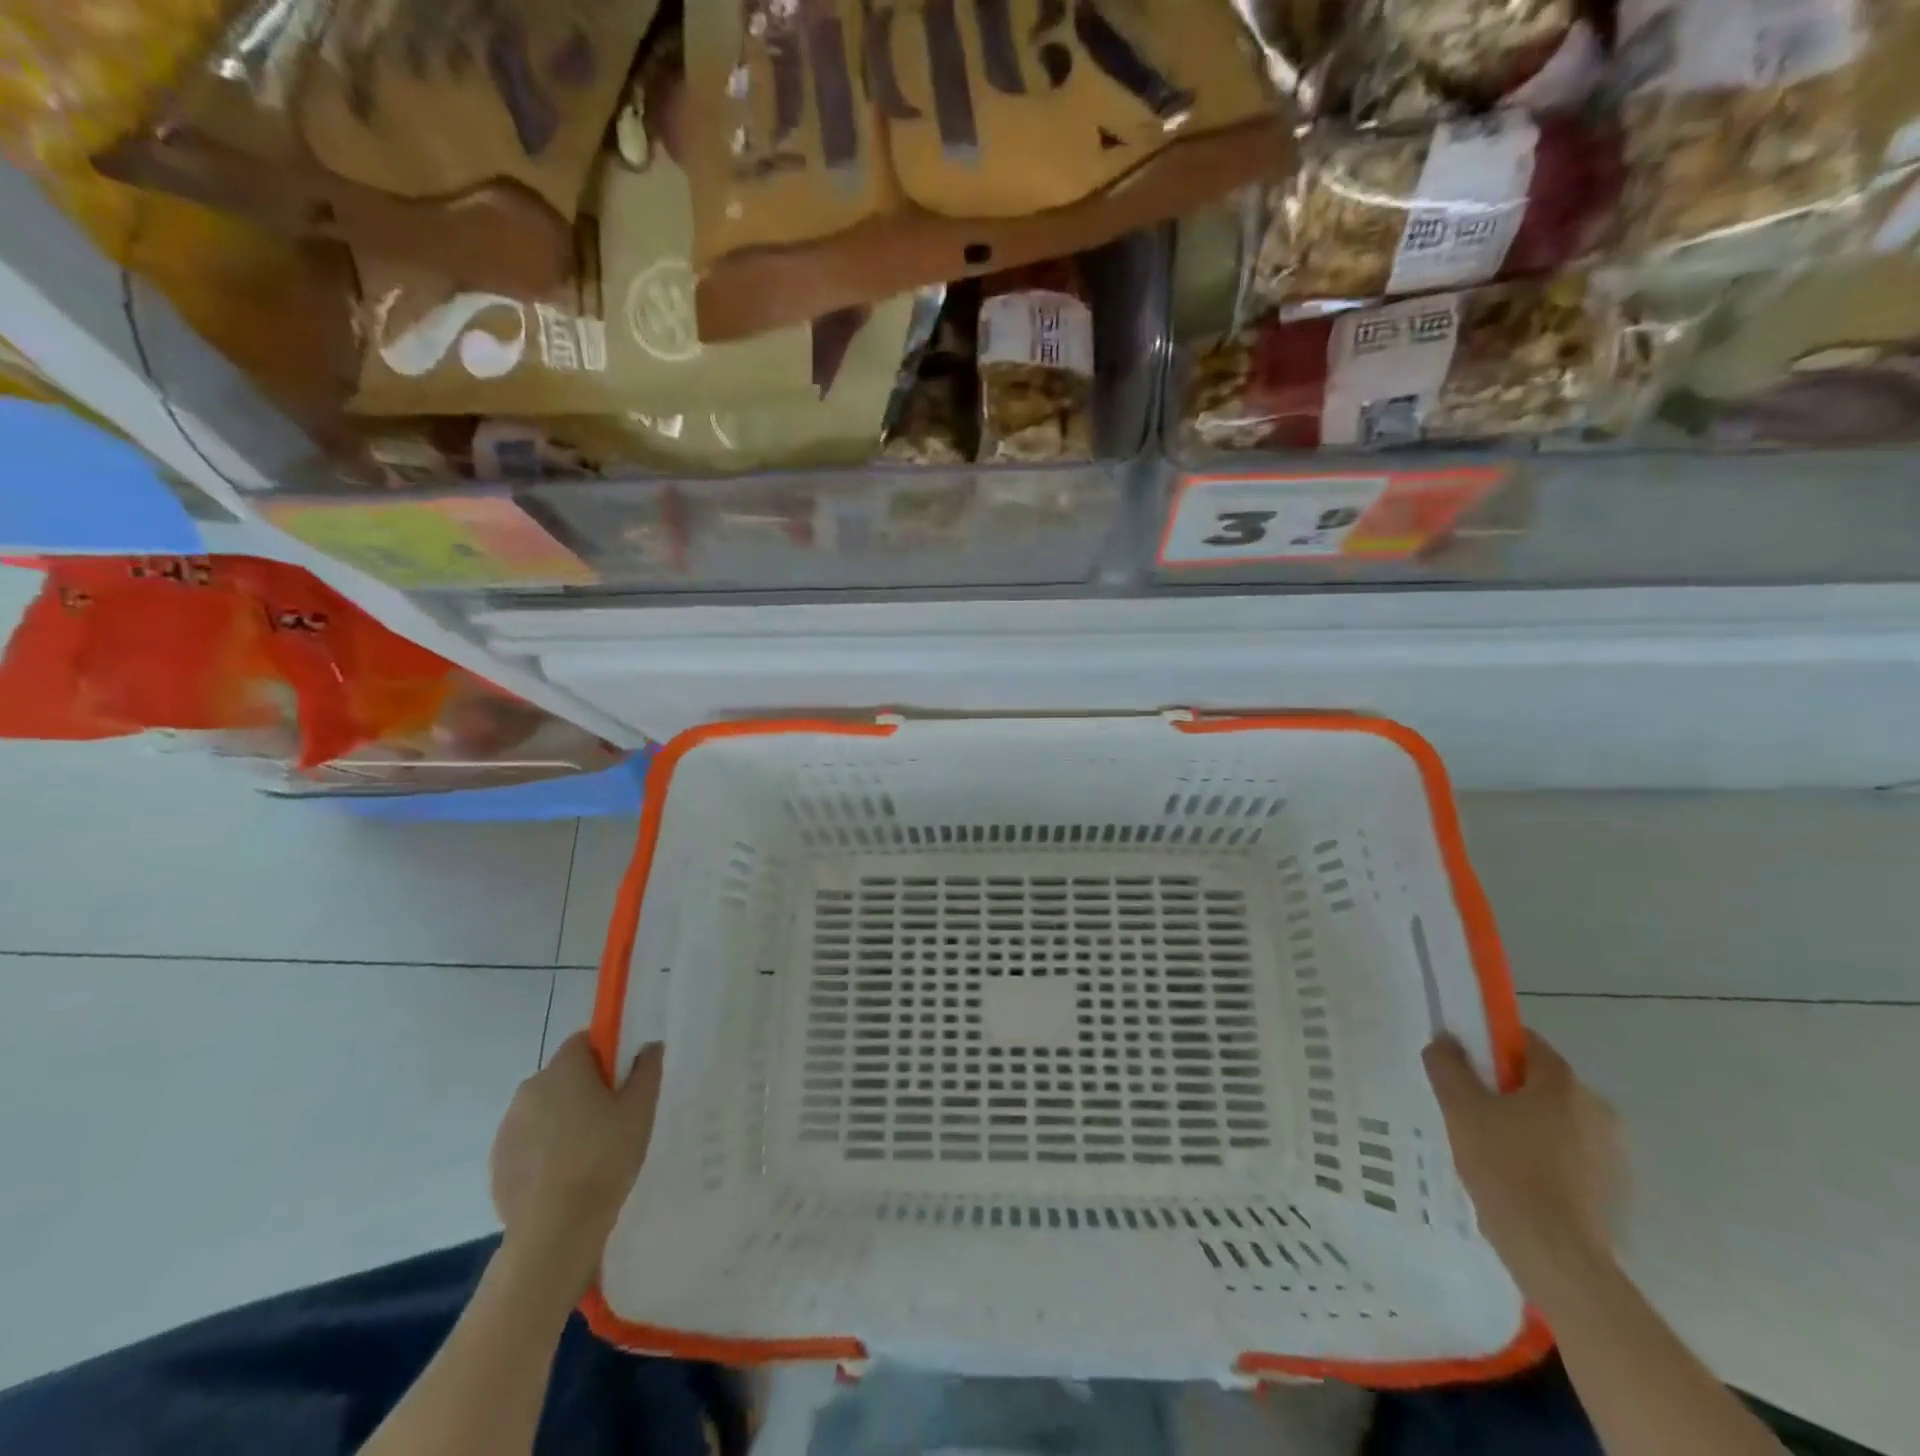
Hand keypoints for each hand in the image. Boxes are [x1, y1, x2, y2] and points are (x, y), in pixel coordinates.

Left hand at [488, 1034, 662, 1298]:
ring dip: (563, 1119)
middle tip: (612, 1118)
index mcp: (563, 1069)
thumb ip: (646, 1070)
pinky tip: (565, 1175)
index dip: (605, 1055)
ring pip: (544, 1109)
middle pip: (562, 1075)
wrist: (555, 1229)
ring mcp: (508, 1128)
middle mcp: (530, 1089)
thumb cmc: (605, 1157)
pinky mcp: (499, 1163)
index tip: (622, 1081)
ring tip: (589, 1152)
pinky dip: (545, 1149)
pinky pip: (529, 1142)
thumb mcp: (640, 1109)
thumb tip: (648, 1046)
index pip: (583, 1041)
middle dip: (584, 1089)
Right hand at [1424, 1030, 1624, 1286]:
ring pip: (1555, 1120)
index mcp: (1564, 1084)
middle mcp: (1597, 1109)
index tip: (1464, 1067)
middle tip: (1469, 1110)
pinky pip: (1569, 1153)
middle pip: (1541, 1082)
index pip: (1526, 1043)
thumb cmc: (1505, 1168)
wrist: (1556, 1254)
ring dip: (1525, 1124)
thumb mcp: (1460, 1108)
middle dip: (1506, 1089)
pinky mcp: (1613, 1188)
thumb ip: (1449, 1065)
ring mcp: (1612, 1152)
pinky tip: (1516, 1178)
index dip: (1490, 1047)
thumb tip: (1446, 1040)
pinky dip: (1543, 1155)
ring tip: (1489, 1149)